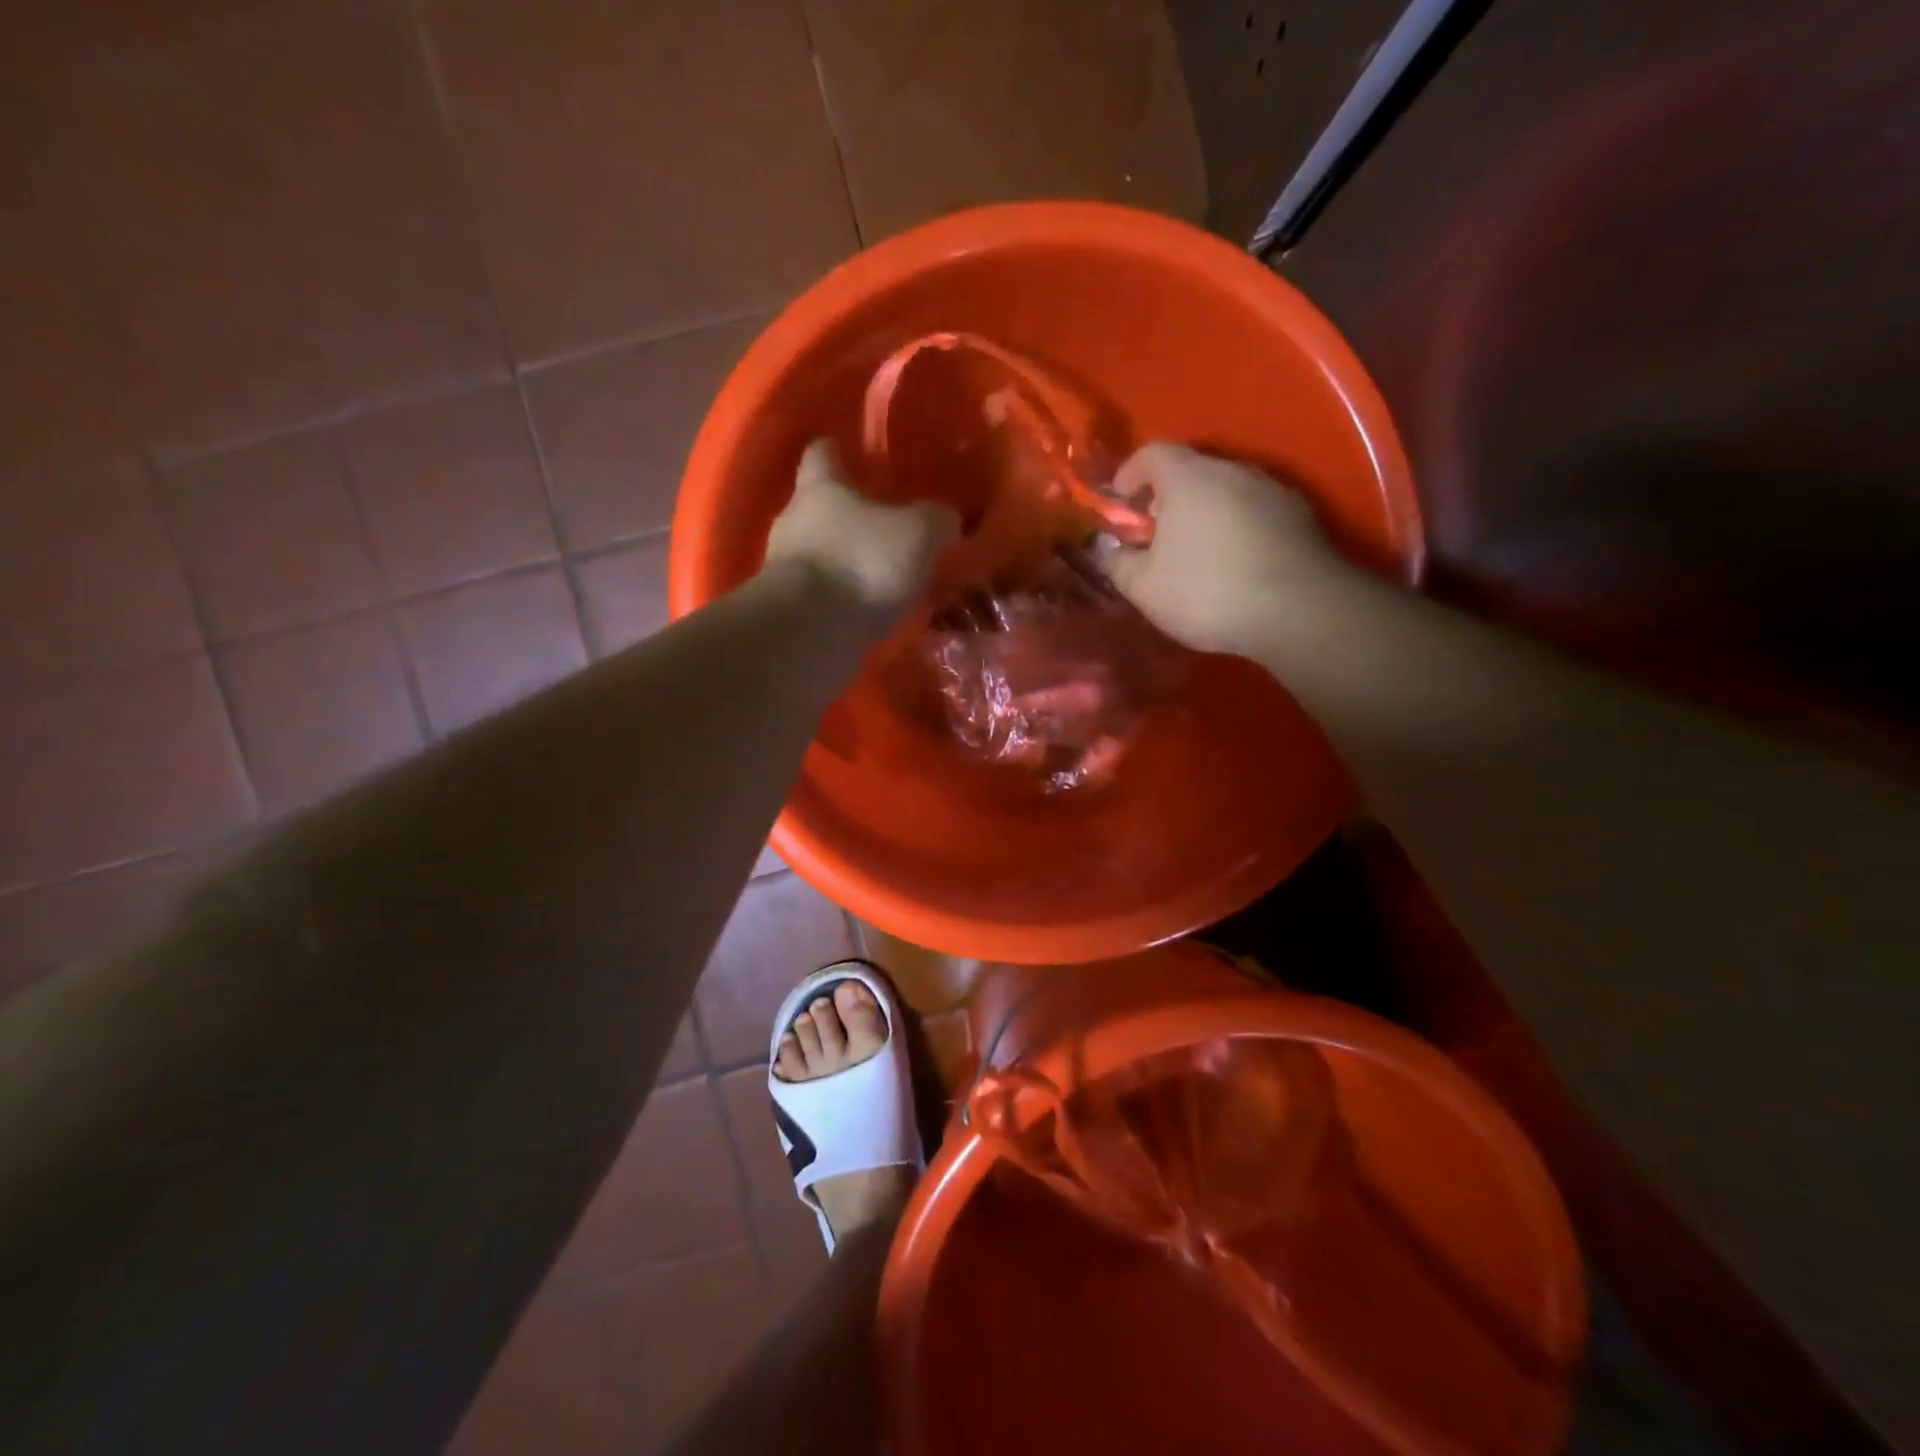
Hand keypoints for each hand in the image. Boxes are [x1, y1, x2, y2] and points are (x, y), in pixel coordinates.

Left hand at [765, 440, 959, 618]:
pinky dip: (845, 602)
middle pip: (821, 508)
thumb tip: (945, 519)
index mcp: (820, 488)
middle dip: (853, 518)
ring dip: (851, 565)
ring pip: (823, 556)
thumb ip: (936, 520)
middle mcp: (794, 522)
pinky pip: (823, 598)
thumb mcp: (919, 534)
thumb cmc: (861, 564)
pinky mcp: (789, 612)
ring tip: (888, 581)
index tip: (862, 459)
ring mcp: (786, 570)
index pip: (823, 453)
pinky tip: (873, 614)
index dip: (841, 452)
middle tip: (891, 530)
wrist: (809, 634)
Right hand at [1099, 443, 1354, 657]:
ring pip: (1226, 490)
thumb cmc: (1208, 592)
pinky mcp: (1300, 514)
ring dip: (1205, 513)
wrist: (1299, 610)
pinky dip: (1237, 527)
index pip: (1151, 453)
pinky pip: (1255, 511)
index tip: (1119, 504)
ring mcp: (1272, 488)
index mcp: (1188, 477)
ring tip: (1196, 554)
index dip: (1129, 474)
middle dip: (1166, 498)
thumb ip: (1117, 563)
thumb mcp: (1145, 588)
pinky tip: (1235, 564)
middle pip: (1190, 470)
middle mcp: (1232, 469)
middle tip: (1154, 536)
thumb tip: (1106, 550)